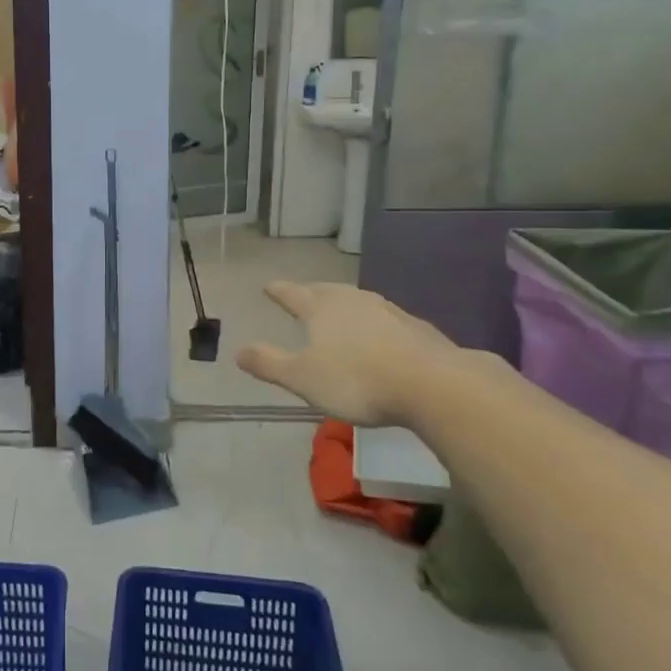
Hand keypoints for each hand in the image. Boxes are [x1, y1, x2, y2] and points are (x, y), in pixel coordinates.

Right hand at [236, 280, 454, 426]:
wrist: (433, 384)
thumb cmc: (357, 380)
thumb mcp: (303, 378)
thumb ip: (270, 363)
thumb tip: (238, 351)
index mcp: (321, 309)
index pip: (293, 294)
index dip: (279, 291)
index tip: (268, 286)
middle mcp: (353, 301)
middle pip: (327, 291)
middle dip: (313, 292)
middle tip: (304, 294)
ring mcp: (388, 311)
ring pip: (359, 301)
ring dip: (346, 304)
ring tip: (340, 310)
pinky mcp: (417, 328)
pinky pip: (386, 318)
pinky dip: (375, 322)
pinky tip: (380, 334)